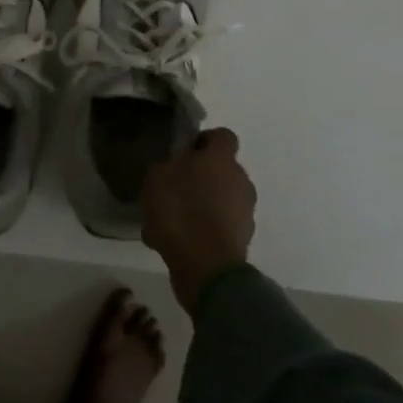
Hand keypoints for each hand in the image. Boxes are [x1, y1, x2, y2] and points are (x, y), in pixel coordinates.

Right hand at [141, 128, 255, 314]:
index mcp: (222, 159)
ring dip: (203, 204)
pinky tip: (179, 241)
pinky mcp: (242, 239)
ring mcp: (245, 211)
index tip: (184, 153)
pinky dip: (205, 229)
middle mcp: (240, 180)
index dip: (204, 141)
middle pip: (222, 169)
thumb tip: (174, 167)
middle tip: (175, 188)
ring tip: (172, 220)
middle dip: (201, 176)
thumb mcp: (157, 178)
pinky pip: (221, 225)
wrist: (205, 267)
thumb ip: (167, 166)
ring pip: (222, 198)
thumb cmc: (180, 211)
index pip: (222, 135)